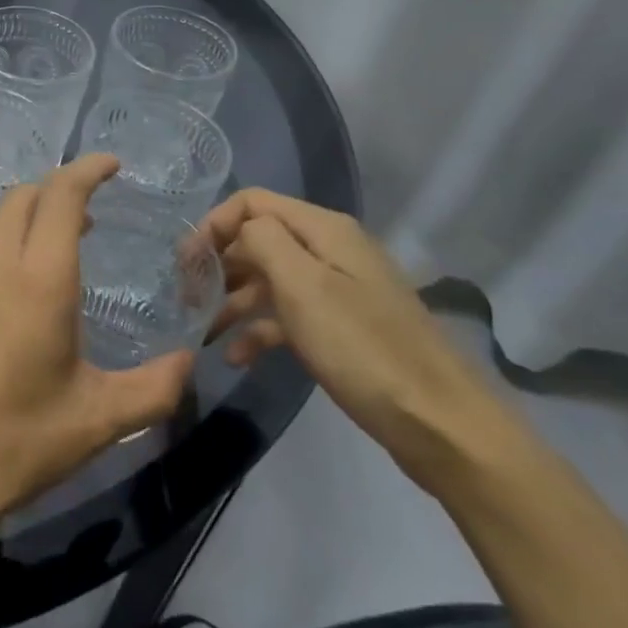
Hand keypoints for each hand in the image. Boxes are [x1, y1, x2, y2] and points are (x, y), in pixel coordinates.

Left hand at [0, 154, 195, 534]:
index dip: (88, 169)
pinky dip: (3, 247)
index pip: (62, 194)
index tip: (112, 166)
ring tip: (56, 256)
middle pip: (25, 196)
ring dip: (29, 221)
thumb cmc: (15, 441)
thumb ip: (155, 388)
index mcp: (38, 277)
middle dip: (59, 192)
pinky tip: (12, 291)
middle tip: (90, 220)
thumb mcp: (97, 420)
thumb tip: (188, 362)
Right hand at [200, 189, 520, 492]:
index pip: (253, 202)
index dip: (214, 224)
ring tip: (202, 330)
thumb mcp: (303, 286)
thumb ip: (263, 241)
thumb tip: (239, 230)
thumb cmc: (362, 348)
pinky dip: (260, 329)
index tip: (186, 263)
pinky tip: (236, 356)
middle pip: (260, 238)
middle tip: (185, 297)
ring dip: (233, 300)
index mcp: (324, 229)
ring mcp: (339, 290)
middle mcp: (331, 249)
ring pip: (271, 279)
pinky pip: (290, 315)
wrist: (441, 425)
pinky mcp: (344, 328)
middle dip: (219, 263)